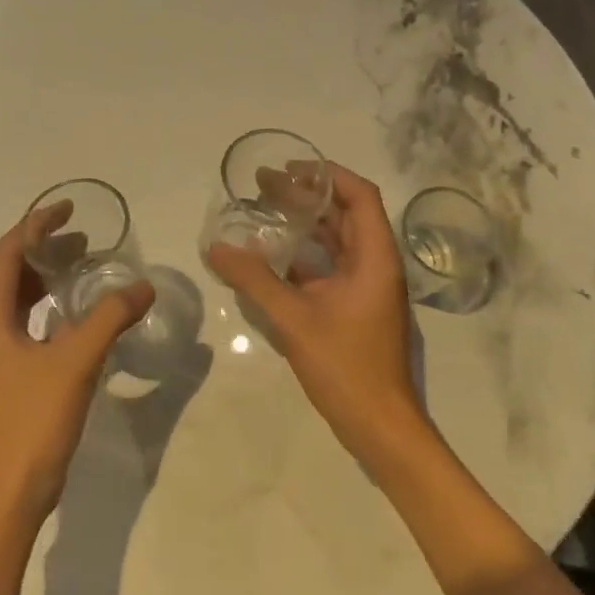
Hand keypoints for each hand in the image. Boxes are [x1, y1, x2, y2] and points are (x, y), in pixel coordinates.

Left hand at [0, 205, 155, 527]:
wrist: (12, 493)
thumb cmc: (34, 421)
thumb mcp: (76, 362)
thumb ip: (110, 318)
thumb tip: (143, 287)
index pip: (7, 253)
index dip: (36, 225)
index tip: (69, 209)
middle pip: (11, 271)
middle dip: (44, 247)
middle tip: (85, 235)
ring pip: (20, 297)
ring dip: (48, 275)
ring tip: (86, 264)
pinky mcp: (12, 373)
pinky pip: (30, 321)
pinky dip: (53, 305)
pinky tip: (82, 311)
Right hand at [206, 163, 427, 463]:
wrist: (379, 426)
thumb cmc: (345, 366)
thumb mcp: (294, 319)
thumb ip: (254, 280)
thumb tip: (215, 248)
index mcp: (375, 257)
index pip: (360, 195)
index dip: (328, 175)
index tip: (291, 167)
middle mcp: (375, 265)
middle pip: (344, 214)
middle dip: (306, 196)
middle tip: (263, 184)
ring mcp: (366, 287)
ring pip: (335, 241)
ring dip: (303, 224)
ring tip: (263, 210)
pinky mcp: (355, 307)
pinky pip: (328, 267)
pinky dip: (302, 256)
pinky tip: (269, 255)